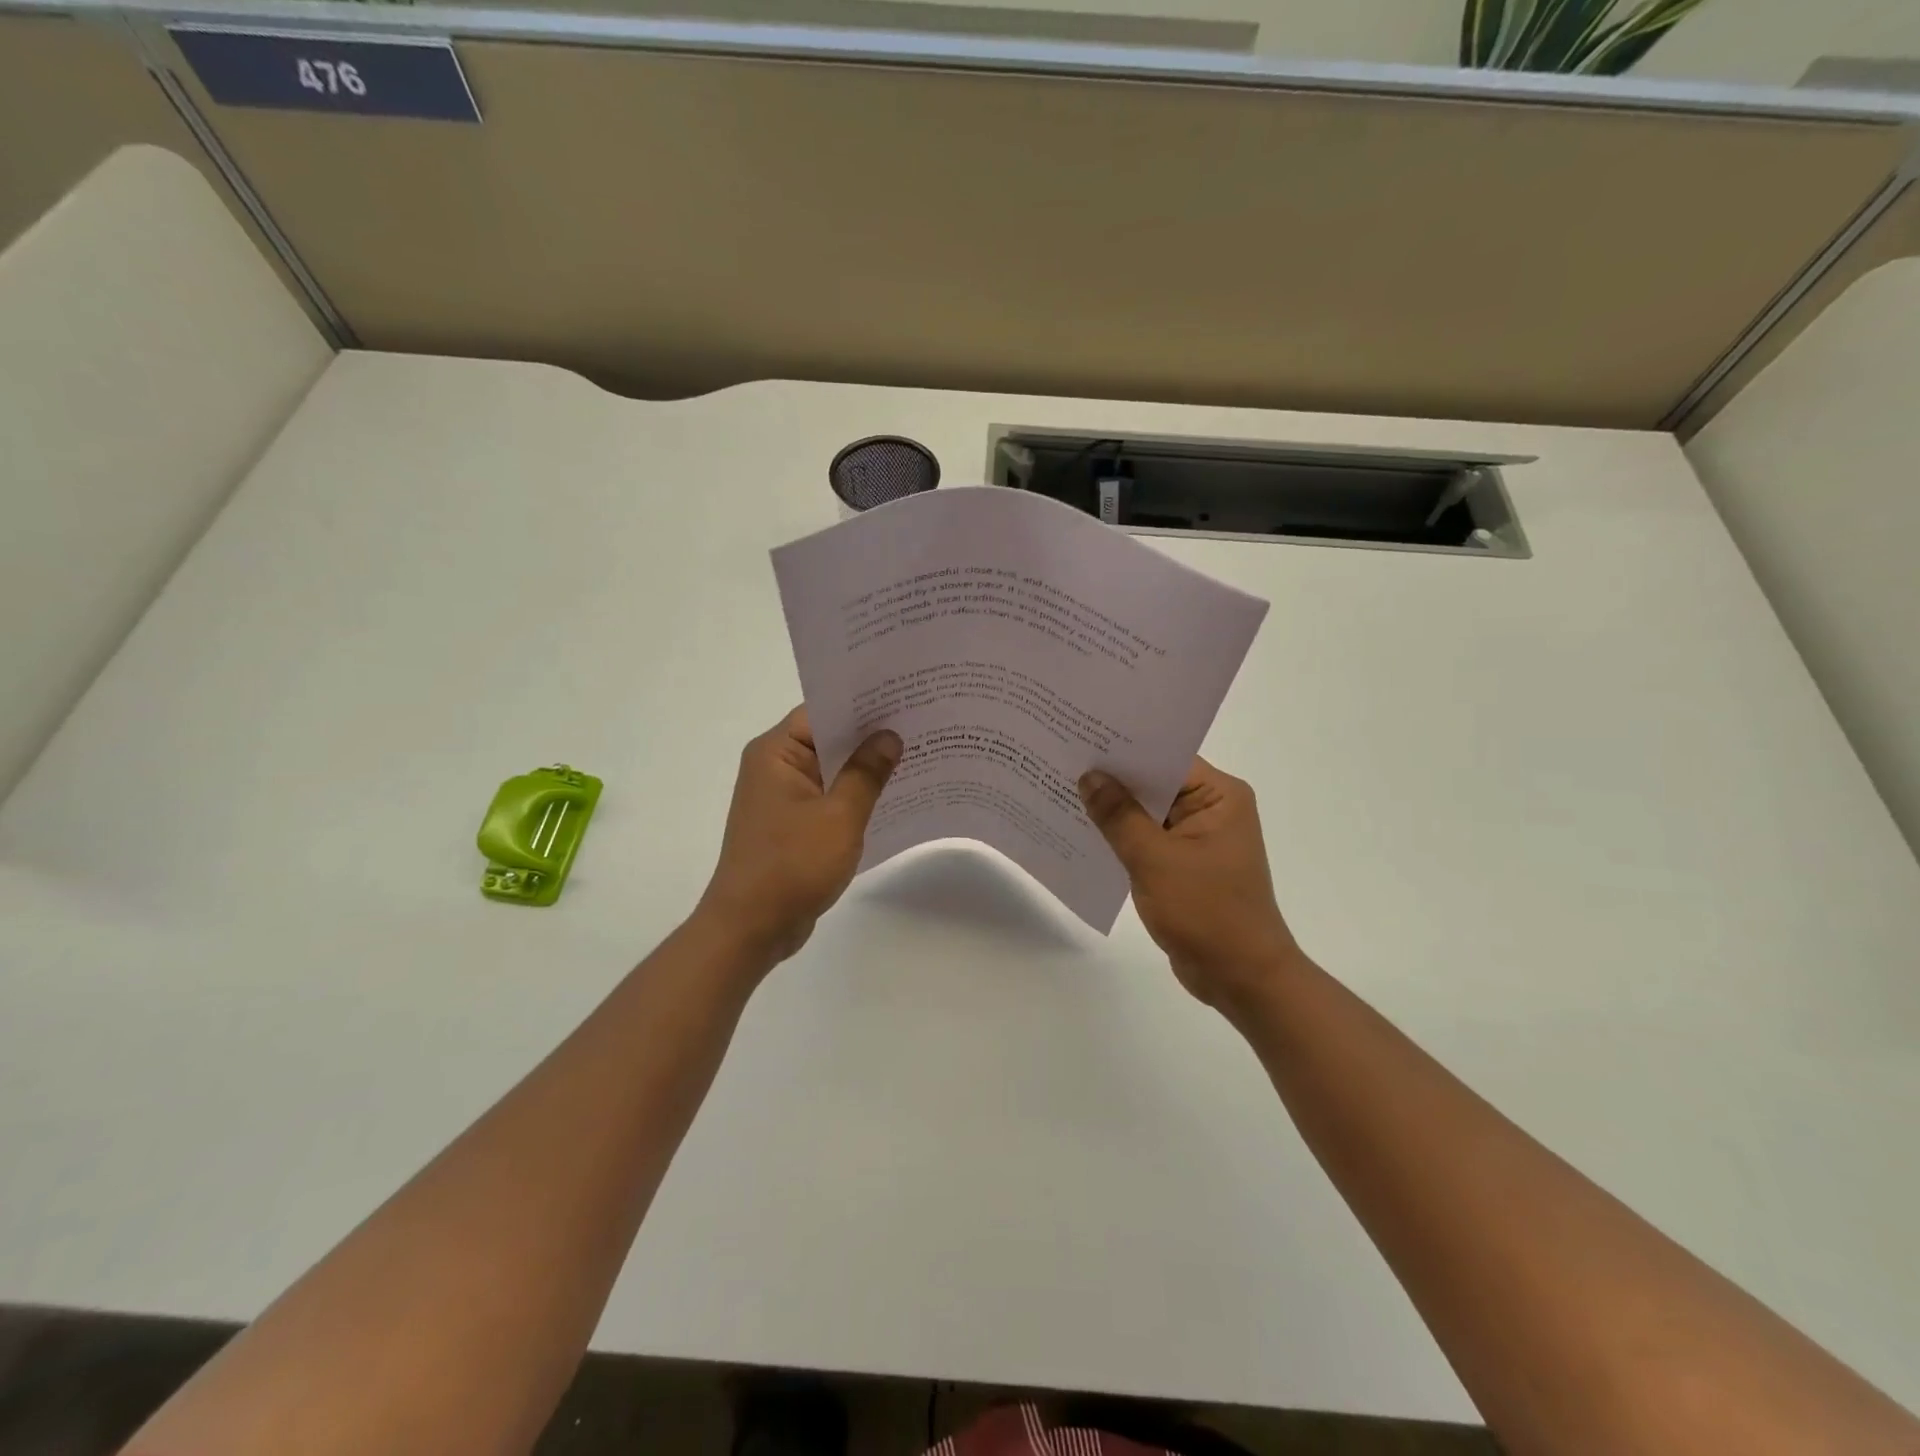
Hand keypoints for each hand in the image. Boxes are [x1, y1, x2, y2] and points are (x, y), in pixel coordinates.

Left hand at [696, 706, 902, 965]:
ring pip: (831, 768)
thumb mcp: (839, 816)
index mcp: (776, 753)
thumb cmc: (792, 865)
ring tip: (917, 753)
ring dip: (865, 767)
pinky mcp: (791, 823)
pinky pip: (828, 796)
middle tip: (921, 722)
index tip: (903, 696)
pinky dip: (854, 794)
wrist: (751, 928)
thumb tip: (890, 736)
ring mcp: (782, 797)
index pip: (822, 710)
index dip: (862, 703)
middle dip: (870, 734)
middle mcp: (774, 767)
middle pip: (827, 737)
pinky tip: (893, 795)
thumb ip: (866, 773)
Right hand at [1079, 758, 1302, 1013]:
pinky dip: (1121, 836)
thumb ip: (1119, 816)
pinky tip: (1083, 831)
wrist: (1241, 979)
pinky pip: (1148, 839)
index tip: (1081, 737)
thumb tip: (1089, 777)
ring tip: (1062, 790)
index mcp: (1219, 796)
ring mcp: (1198, 837)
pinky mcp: (1185, 864)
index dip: (1124, 749)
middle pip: (1155, 783)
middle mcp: (1212, 808)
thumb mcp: (1155, 860)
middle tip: (1062, 760)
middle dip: (1112, 778)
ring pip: (1148, 812)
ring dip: (1113, 809)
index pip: (1166, 758)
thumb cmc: (1206, 912)